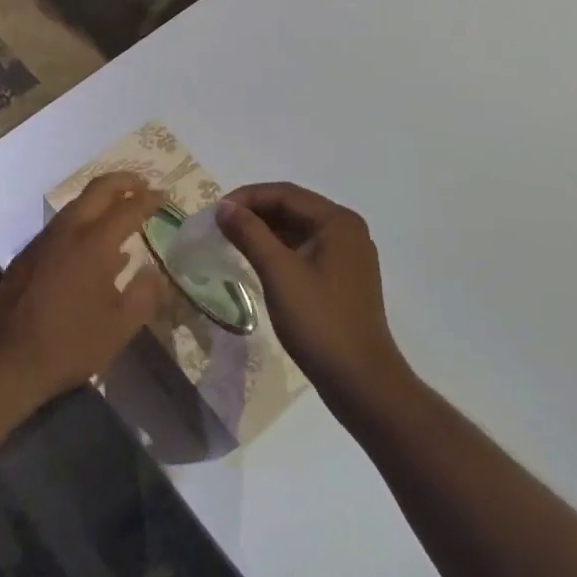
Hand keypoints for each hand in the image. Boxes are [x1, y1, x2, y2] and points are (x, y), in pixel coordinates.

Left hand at [0, 173, 166, 407]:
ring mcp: (43, 240)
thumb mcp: (120, 327)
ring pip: (76, 204)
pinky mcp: (27, 254)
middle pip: (98, 190)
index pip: (128, 209)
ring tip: (120, 210)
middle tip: (142, 185)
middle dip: (123, 182)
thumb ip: (144, 295)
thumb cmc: (70, 343)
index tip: (164, 197)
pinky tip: (91, 246)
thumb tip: (154, 273)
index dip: (149, 200)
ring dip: (100, 200)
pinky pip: (61, 225)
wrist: (7, 359)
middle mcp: (68, 231)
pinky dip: (83, 221)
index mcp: (94, 243)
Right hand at [216, 183, 410, 408]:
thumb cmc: (320, 322)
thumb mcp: (279, 273)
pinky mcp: (343, 278)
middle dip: (255, 213)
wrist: (361, 383)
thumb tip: (224, 207)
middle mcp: (346, 230)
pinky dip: (279, 249)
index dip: (247, 198)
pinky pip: (305, 250)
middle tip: (220, 226)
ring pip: (298, 229)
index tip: (215, 213)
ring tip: (232, 240)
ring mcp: (347, 255)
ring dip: (265, 231)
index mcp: (338, 221)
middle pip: (293, 208)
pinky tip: (257, 261)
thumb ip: (250, 234)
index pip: (285, 193)